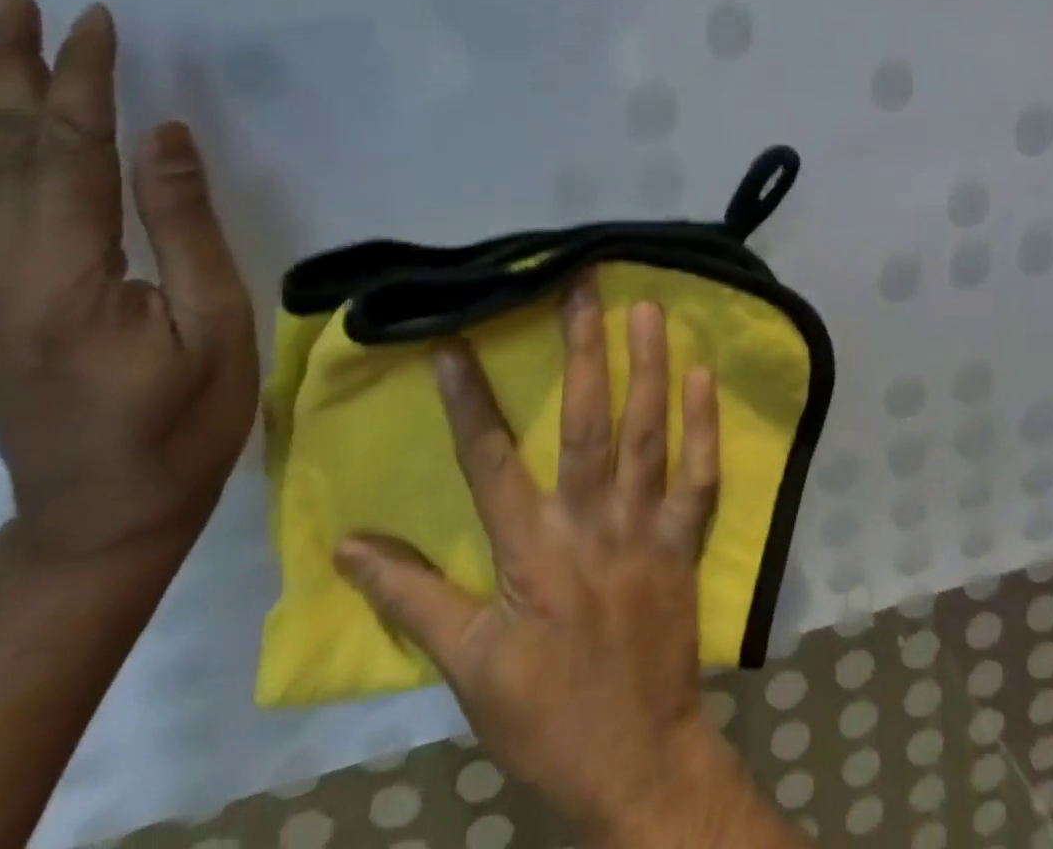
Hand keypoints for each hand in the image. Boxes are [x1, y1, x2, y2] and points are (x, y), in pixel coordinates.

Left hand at [0, 0, 258, 565]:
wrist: (104, 515)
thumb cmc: (184, 420)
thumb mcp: (215, 322)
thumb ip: (184, 226)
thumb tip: (164, 135)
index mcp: (66, 280)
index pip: (71, 154)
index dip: (84, 81)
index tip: (96, 21)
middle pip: (1, 152)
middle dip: (10, 68)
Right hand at [334, 281, 771, 846]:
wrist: (639, 764)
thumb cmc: (546, 716)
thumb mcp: (466, 666)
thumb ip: (411, 597)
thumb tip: (346, 545)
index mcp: (530, 552)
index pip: (488, 462)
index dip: (468, 402)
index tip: (452, 343)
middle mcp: (589, 525)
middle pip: (584, 424)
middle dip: (582, 352)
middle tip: (583, 287)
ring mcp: (645, 529)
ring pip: (648, 435)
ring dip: (647, 368)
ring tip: (646, 308)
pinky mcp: (686, 541)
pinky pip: (701, 476)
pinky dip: (706, 425)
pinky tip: (704, 374)